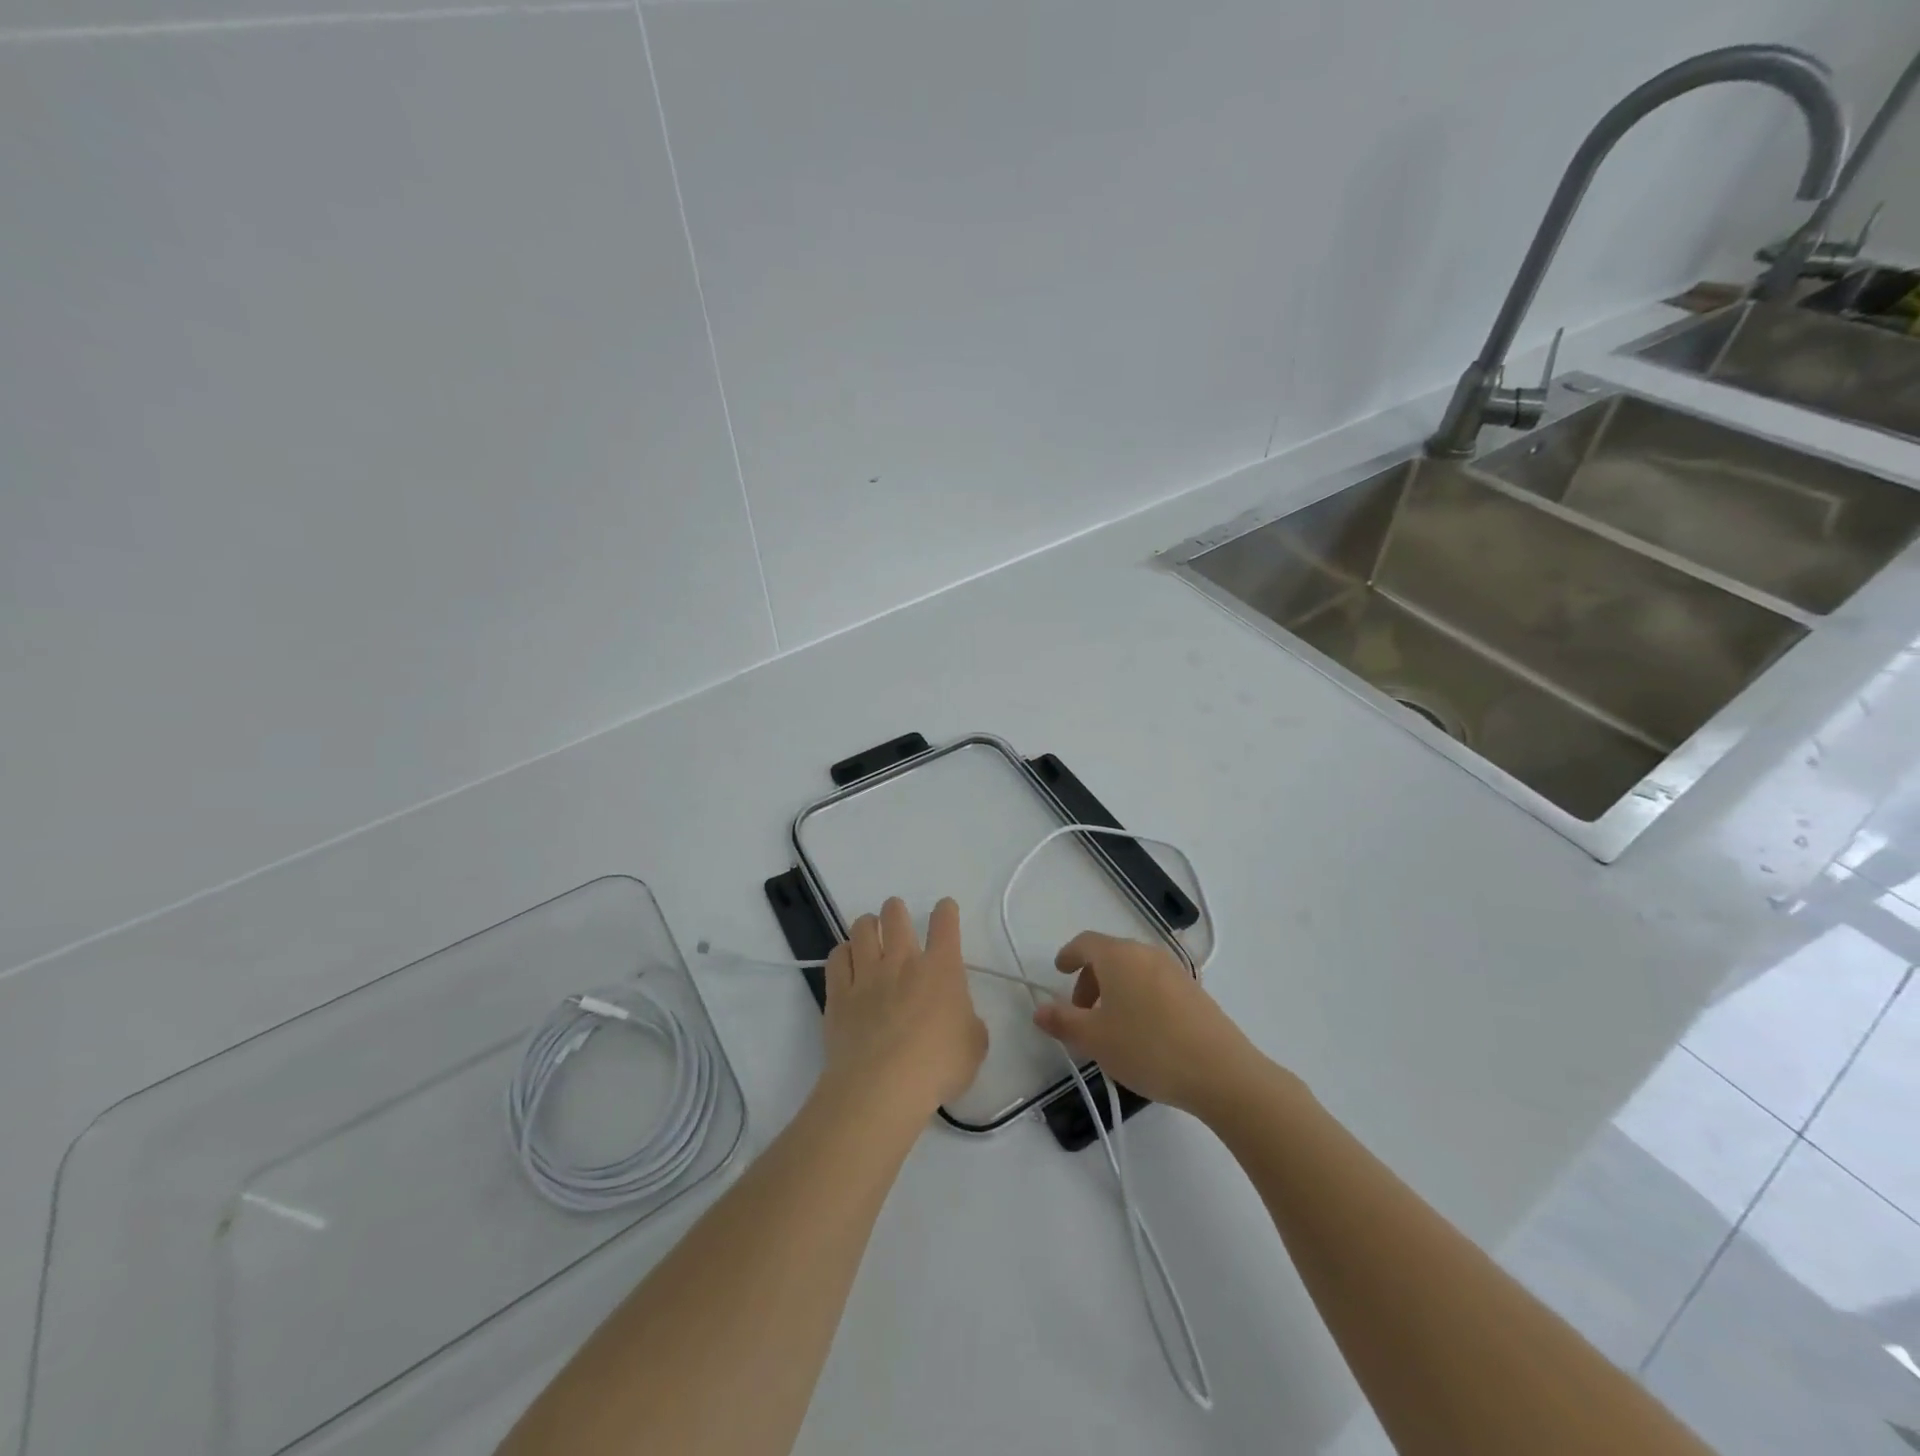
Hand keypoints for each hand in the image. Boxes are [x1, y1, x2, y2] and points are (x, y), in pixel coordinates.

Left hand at [819, 897, 988, 1119]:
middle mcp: (902, 961)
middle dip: (897, 910)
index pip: (945, 924)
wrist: (882, 1088)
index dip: (946, 911)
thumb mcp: (974, 1047)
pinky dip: (843, 953)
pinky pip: (837, 958)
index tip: (945, 909)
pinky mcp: (839, 995)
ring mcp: (867, 975)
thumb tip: (959, 1019)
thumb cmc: (937, 1067)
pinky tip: (847, 959)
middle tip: (897, 917)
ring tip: (870, 930)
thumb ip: (969, 1023)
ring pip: (862, 929)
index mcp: (941, 969)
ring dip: (868, 924)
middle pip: (895, 916)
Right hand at [1031, 932, 1260, 1115]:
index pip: (1085, 943)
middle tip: (1081, 1011)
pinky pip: (1154, 983)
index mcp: (1119, 956)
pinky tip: (1142, 1032)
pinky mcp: (1194, 991)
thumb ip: (1063, 1022)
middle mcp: (1147, 953)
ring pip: (1134, 970)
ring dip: (1115, 989)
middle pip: (1110, 955)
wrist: (1221, 1072)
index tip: (1059, 971)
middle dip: (1090, 978)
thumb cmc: (1148, 1049)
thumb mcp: (1095, 1039)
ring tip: (1111, 1026)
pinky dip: (1138, 996)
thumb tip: (1039, 1010)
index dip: (1068, 955)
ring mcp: (1175, 970)